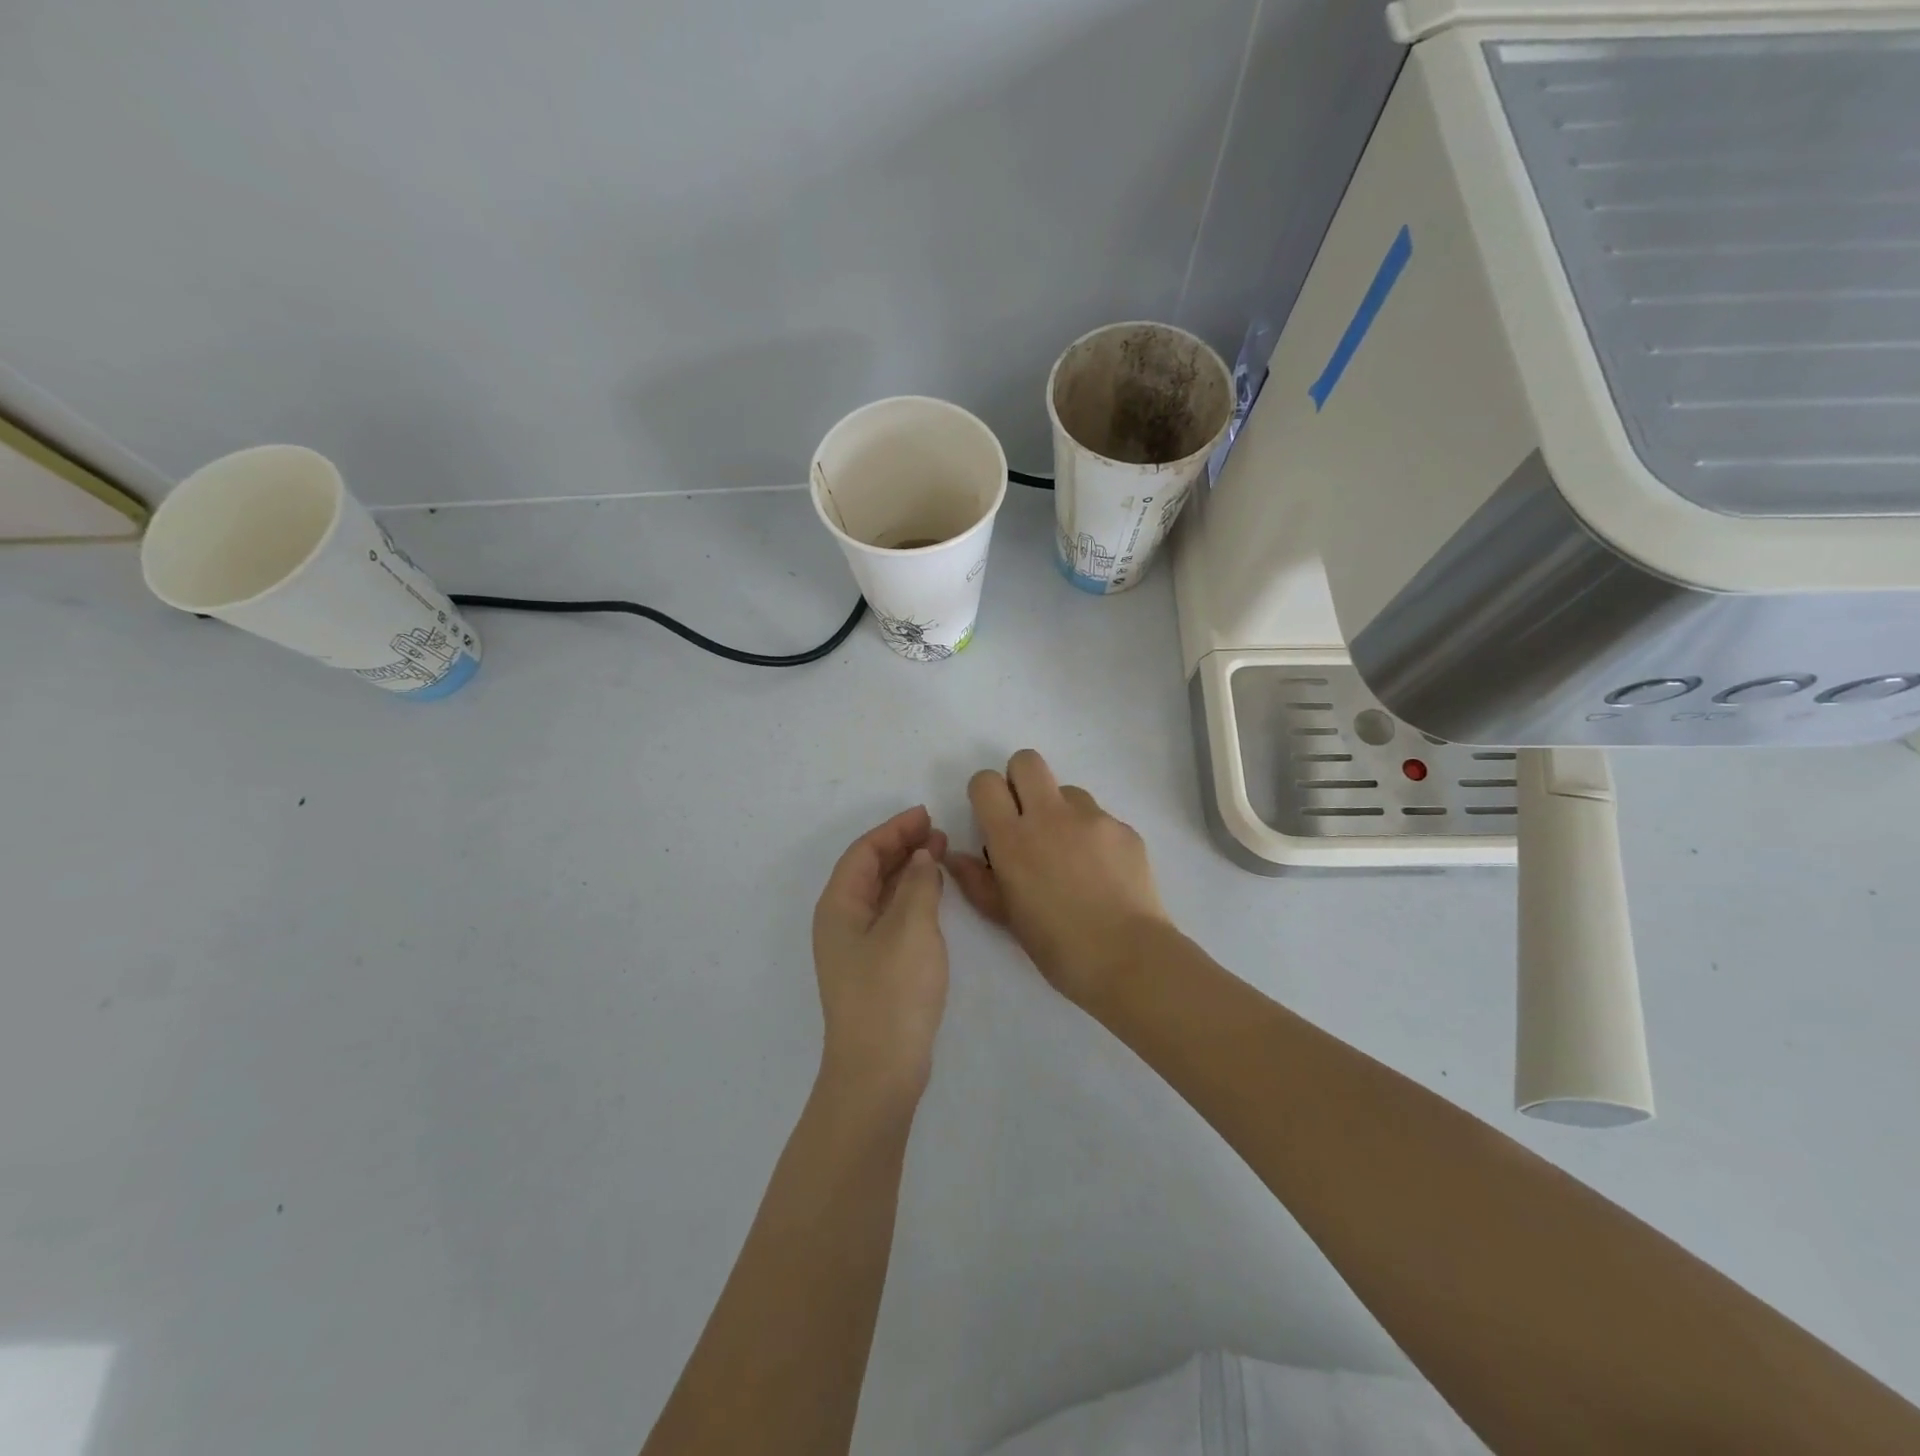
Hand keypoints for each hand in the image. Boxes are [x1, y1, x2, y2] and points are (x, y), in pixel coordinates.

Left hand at [811, 806, 949, 1104]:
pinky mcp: (873, 967)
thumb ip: (918, 884)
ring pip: (881, 893)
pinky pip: (890, 916)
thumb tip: (921, 857)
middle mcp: (841, 921)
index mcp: (839, 906)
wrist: (879, 1070)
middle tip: (938, 832)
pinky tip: (933, 895)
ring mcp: (856, 947)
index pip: (864, 852)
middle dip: (901, 847)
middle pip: (869, 870)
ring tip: (940, 854)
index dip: (894, 829)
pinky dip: (911, 897)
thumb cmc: (891, 991)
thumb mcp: (911, 928)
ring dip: (908, 871)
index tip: (927, 815)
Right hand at [945, 750, 1168, 1007]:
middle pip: (1027, 761)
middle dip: (1021, 779)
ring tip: (1072, 855)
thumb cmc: (1057, 946)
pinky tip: (1102, 872)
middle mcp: (1049, 816)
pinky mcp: (1123, 828)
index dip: (986, 793)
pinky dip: (1094, 836)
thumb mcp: (1006, 917)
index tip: (994, 817)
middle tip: (1027, 817)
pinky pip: (1100, 817)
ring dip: (1061, 811)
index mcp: (1012, 839)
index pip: (986, 782)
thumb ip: (977, 881)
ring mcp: (1091, 818)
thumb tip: (955, 855)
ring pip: (1067, 790)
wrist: (1128, 957)